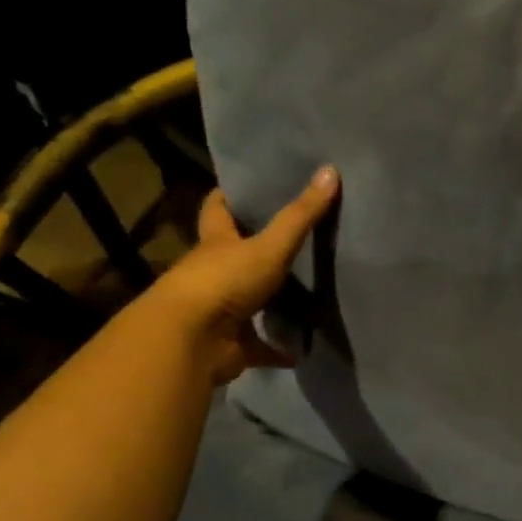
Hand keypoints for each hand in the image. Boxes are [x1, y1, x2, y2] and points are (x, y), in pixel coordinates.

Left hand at [158, 167, 339, 384]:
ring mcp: (221, 311)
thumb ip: (301, 214)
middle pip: (233, 255)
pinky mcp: (232, 345)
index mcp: (216, 244)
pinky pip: (261, 346)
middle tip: (291, 238)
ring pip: (249, 302)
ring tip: (305, 294)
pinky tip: (302, 350)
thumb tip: (330, 170)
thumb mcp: (269, 245)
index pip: (217, 211)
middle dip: (254, 249)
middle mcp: (214, 274)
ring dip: (271, 303)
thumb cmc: (224, 281)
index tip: (246, 187)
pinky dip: (279, 350)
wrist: (191, 341)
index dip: (228, 197)